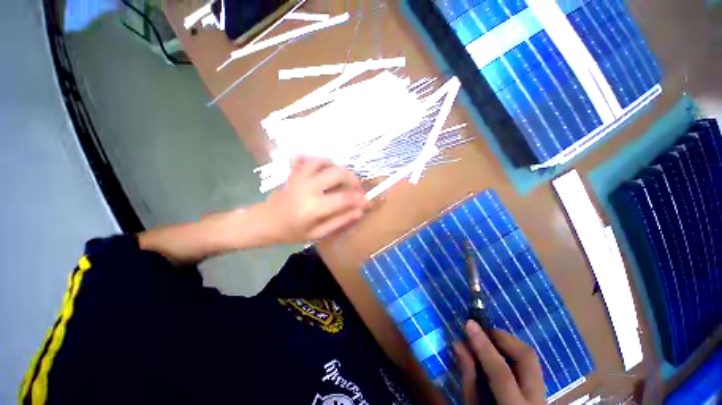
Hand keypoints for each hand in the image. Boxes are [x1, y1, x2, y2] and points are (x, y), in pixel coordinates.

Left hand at [262, 156, 368, 243]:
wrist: (266, 221)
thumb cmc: (292, 231)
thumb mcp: (317, 234)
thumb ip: (339, 222)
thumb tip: (359, 212)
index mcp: (313, 207)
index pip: (344, 198)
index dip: (359, 199)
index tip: (367, 202)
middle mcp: (308, 187)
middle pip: (338, 173)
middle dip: (353, 180)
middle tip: (357, 189)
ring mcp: (299, 176)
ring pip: (325, 161)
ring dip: (338, 168)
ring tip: (342, 179)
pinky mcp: (294, 171)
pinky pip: (308, 158)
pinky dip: (319, 161)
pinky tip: (324, 169)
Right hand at [454, 321, 545, 404]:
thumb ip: (469, 379)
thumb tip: (459, 344)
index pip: (502, 374)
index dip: (484, 347)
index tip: (468, 324)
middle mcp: (536, 400)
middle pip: (526, 358)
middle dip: (502, 337)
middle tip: (481, 330)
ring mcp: (544, 394)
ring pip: (531, 358)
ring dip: (508, 342)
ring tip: (487, 339)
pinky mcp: (542, 389)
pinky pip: (530, 363)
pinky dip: (513, 351)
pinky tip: (498, 352)